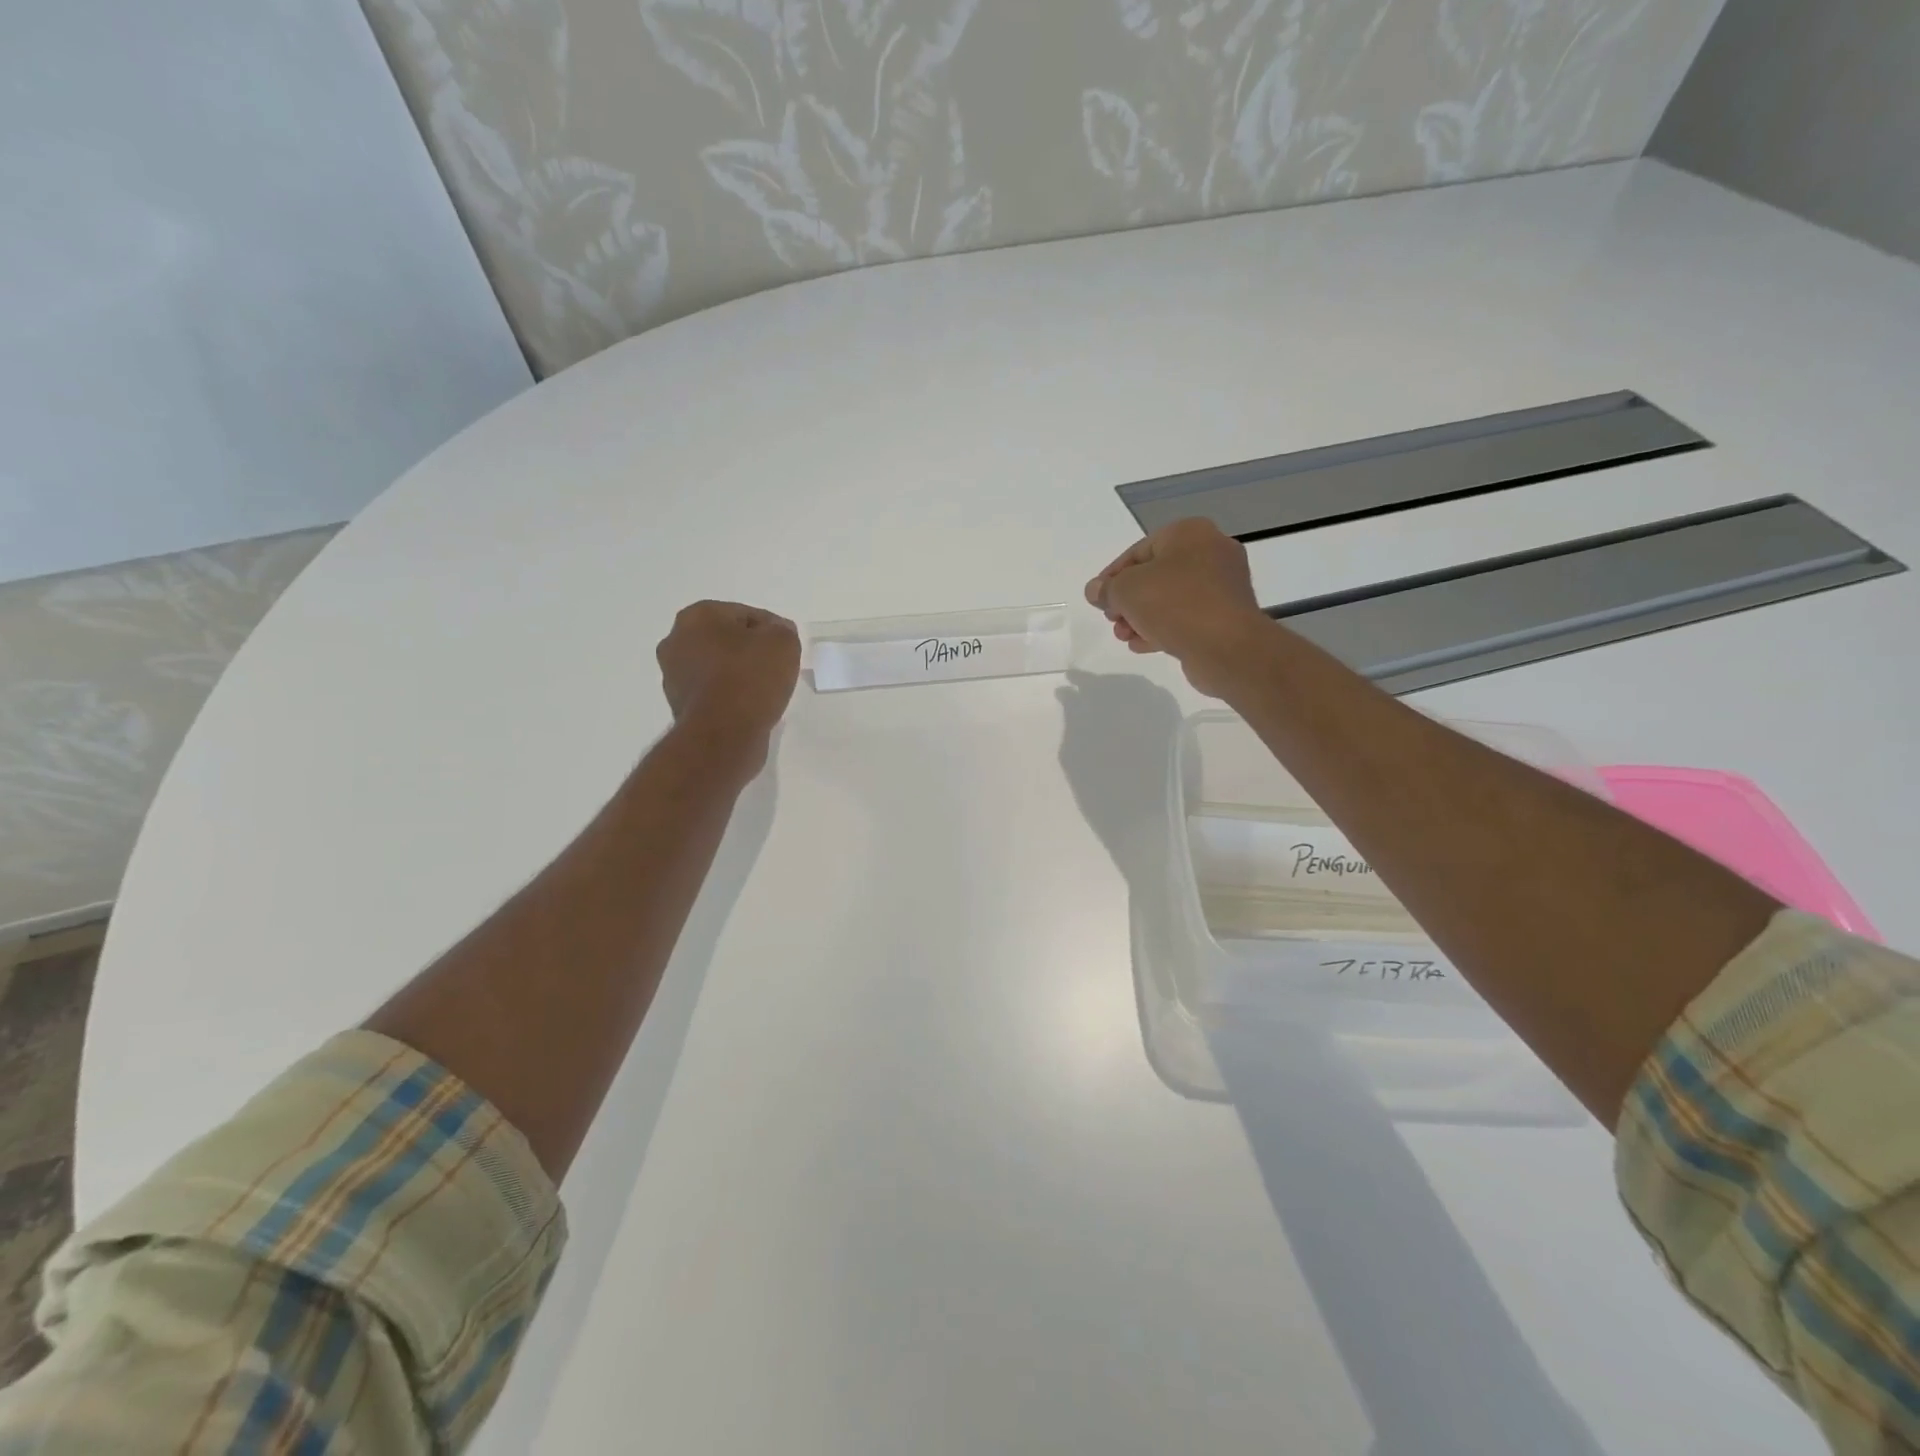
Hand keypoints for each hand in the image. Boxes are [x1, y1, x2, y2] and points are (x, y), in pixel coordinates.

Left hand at [656, 601, 800, 772]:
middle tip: (777, 667)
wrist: (723, 734)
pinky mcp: (679, 706)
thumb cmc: (750, 677)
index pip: (745, 614)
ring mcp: (673, 676)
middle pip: (726, 640)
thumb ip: (782, 630)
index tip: (786, 648)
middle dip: (749, 650)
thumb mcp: (783, 642)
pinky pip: (713, 693)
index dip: (771, 629)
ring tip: (764, 690)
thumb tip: (776, 633)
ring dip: (738, 674)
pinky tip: (748, 707)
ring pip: (717, 667)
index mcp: (696, 616)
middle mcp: (676, 641)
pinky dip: (729, 696)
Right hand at [1085, 519, 1270, 697]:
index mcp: (1189, 533)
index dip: (1112, 575)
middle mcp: (1211, 552)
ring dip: (1142, 617)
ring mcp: (1223, 585)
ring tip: (1123, 636)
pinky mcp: (1226, 615)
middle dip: (1128, 600)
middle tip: (1112, 619)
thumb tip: (1096, 591)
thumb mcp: (1126, 590)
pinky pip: (1187, 616)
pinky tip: (1142, 645)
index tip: (1098, 598)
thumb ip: (1106, 589)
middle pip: (1155, 575)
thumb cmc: (1174, 604)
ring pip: (1170, 598)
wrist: (1226, 646)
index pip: (1139, 551)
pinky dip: (1163, 627)